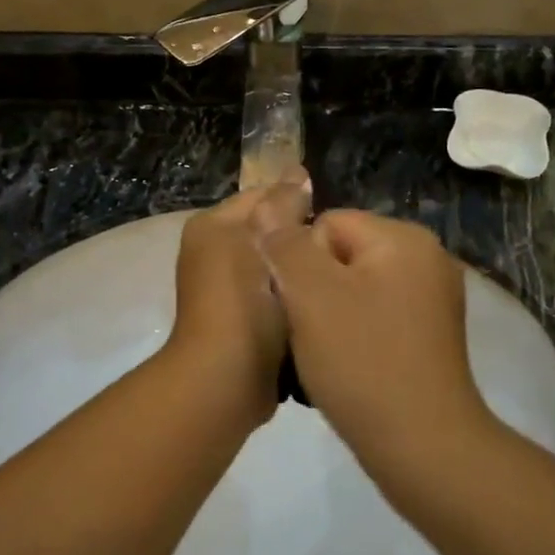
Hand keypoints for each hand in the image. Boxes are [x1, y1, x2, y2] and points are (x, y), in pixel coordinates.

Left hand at [168, 170, 312, 428]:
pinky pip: (273, 295)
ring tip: (337, 278)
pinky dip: (293, 298)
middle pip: (270, 230)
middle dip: (302, 239)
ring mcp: (224, 290)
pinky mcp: (239, 320)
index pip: (263, 195)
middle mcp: (212, 252)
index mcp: (212, 225)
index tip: (336, 222)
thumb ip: (285, 205)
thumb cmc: (245, 304)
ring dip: (300, 271)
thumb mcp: (269, 244)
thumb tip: (298, 173)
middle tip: (342, 253)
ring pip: (275, 265)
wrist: (225, 381)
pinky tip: (321, 305)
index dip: (299, 202)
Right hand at [263, 210, 490, 457]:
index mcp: (404, 238)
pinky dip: (355, 336)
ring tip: (325, 354)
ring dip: (330, 316)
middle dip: (315, 290)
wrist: (422, 447)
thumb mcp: (311, 295)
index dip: (300, 263)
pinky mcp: (429, 335)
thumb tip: (269, 203)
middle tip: (310, 334)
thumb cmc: (363, 363)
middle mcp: (426, 257)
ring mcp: (432, 298)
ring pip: (354, 289)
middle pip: (341, 254)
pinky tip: (348, 366)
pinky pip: (375, 316)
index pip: (326, 223)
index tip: (302, 308)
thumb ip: (285, 243)